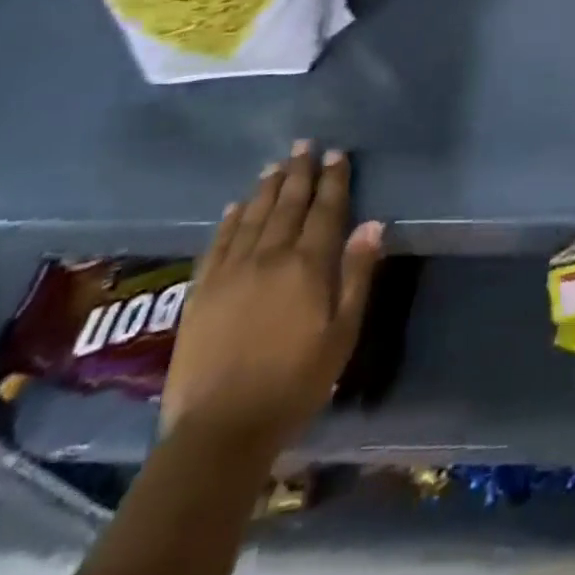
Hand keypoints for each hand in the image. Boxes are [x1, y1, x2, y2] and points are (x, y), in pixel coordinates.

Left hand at [159, 143, 382, 451]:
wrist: (220, 430)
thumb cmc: (294, 382)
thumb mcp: (341, 333)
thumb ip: (357, 275)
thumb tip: (373, 224)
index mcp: (308, 265)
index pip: (325, 210)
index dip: (333, 179)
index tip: (337, 153)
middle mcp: (270, 256)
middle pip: (288, 204)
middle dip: (299, 172)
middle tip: (304, 144)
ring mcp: (232, 271)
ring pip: (253, 216)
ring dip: (267, 187)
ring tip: (275, 164)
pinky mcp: (202, 291)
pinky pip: (218, 242)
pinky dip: (229, 220)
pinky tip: (235, 206)